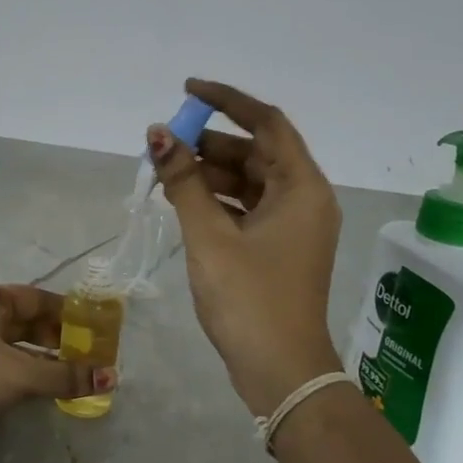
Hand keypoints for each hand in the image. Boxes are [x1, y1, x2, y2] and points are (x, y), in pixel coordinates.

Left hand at [0, 284, 114, 462]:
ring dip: (42, 360)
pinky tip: (43, 391)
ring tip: (74, 375)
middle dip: (57, 338)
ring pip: (13, 348)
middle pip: (24, 322)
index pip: (34, 297)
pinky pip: (1, 369)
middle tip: (90, 355)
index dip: (66, 311)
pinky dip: (24, 376)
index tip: (95, 327)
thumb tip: (111, 377)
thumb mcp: (18, 372)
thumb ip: (64, 375)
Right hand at [149, 78, 343, 415]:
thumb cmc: (249, 299)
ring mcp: (293, 226)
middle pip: (256, 152)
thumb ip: (184, 182)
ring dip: (209, 173)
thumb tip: (159, 134)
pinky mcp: (278, 248)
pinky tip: (183, 202)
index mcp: (301, 188)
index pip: (267, 123)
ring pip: (249, 181)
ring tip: (165, 173)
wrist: (281, 372)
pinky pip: (247, 207)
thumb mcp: (210, 236)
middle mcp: (304, 199)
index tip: (187, 90)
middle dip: (210, 143)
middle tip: (165, 143)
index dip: (227, 101)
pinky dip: (217, 200)